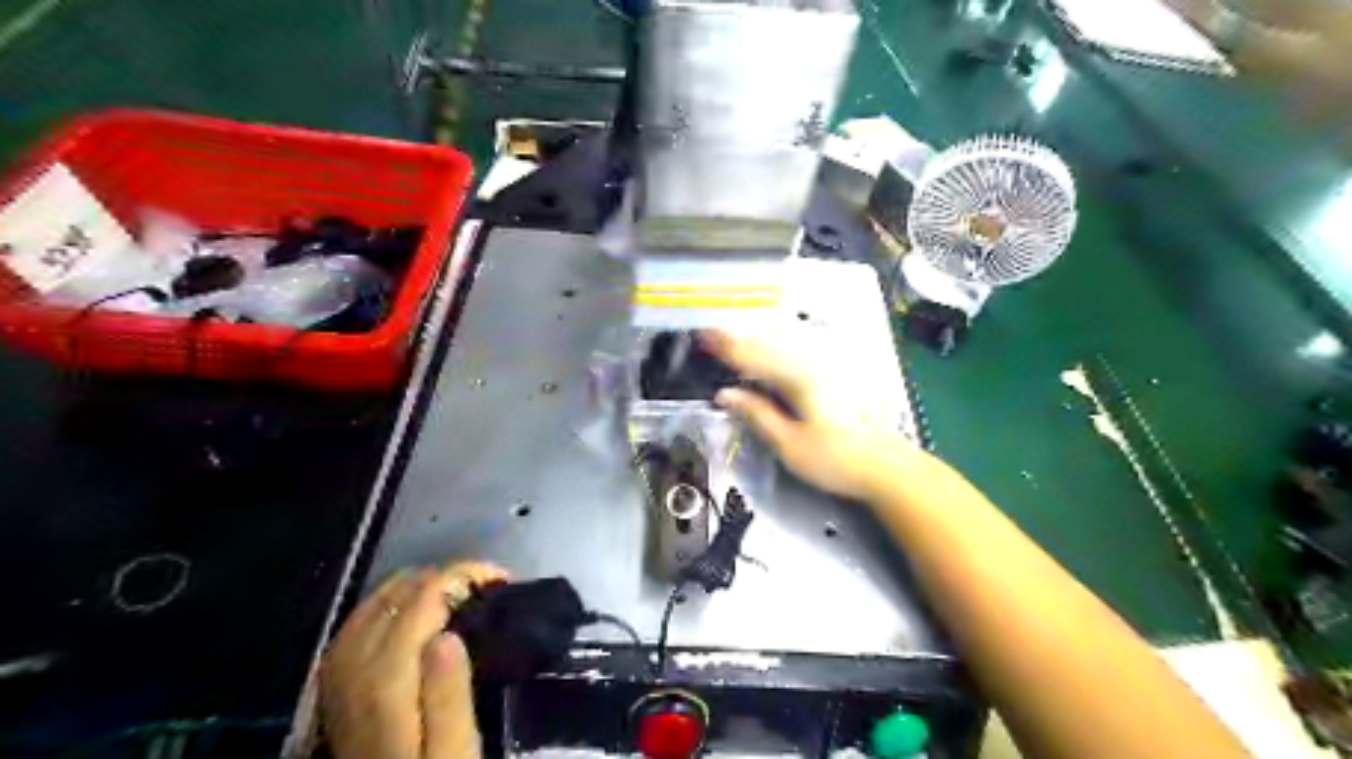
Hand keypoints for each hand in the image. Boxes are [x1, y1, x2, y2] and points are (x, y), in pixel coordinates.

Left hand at [323, 559, 512, 757]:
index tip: (500, 578)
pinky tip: (406, 608)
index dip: (462, 575)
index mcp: (388, 679)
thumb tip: (448, 632)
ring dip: (416, 585)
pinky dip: (387, 602)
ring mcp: (339, 676)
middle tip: (486, 584)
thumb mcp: (453, 750)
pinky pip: (356, 622)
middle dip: (444, 575)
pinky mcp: (335, 685)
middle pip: (396, 594)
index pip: (423, 599)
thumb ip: (448, 693)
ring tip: (456, 587)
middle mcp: (355, 667)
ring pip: (373, 603)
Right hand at [709, 330, 917, 501]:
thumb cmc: (836, 459)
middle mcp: (812, 362)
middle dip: (738, 338)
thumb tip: (725, 394)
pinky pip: (796, 353)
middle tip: (711, 336)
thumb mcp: (789, 443)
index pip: (752, 354)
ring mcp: (827, 366)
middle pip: (768, 341)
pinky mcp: (835, 374)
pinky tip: (768, 357)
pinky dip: (775, 351)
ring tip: (732, 343)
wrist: (887, 466)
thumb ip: (756, 413)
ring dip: (756, 342)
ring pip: (783, 344)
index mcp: (797, 376)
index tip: (702, 336)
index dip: (725, 345)